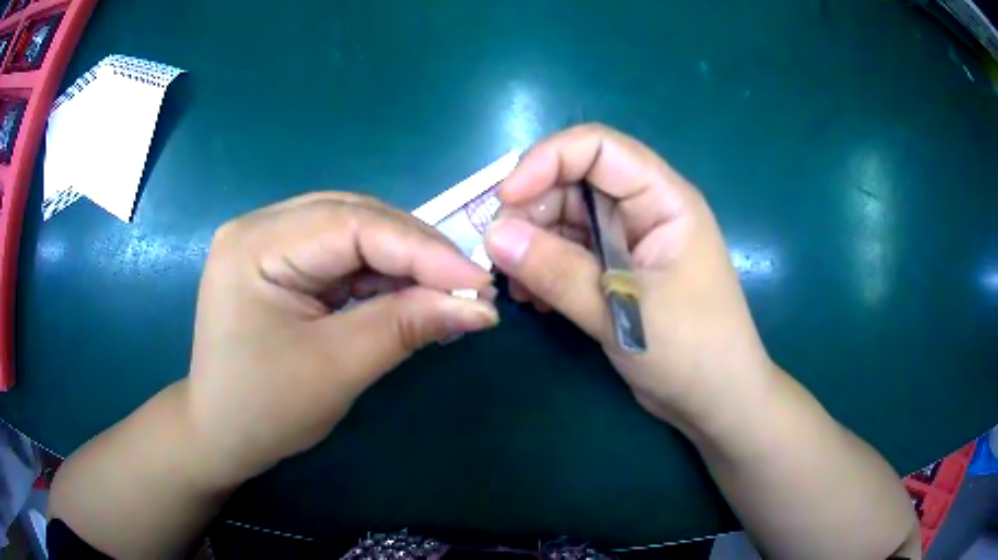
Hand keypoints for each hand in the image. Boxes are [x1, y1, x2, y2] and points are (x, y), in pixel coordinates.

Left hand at [186, 193, 497, 486]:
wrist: (220, 435)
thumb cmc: (265, 410)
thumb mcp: (337, 368)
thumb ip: (406, 326)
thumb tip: (479, 306)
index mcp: (256, 245)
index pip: (352, 225)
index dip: (422, 250)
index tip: (479, 282)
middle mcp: (259, 227)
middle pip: (354, 218)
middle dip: (416, 252)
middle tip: (469, 286)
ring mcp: (268, 242)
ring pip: (353, 233)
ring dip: (402, 263)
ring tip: (446, 293)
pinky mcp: (281, 263)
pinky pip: (341, 256)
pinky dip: (380, 276)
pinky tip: (409, 297)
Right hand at [485, 125, 773, 433]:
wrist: (716, 400)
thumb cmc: (691, 351)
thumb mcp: (622, 311)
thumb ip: (558, 271)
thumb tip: (494, 236)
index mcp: (663, 199)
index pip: (598, 147)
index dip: (546, 160)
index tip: (505, 200)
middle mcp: (644, 210)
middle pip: (574, 181)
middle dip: (531, 210)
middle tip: (500, 255)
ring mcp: (629, 241)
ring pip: (567, 219)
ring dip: (533, 244)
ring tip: (514, 285)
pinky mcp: (616, 271)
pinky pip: (570, 252)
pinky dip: (544, 268)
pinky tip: (531, 298)